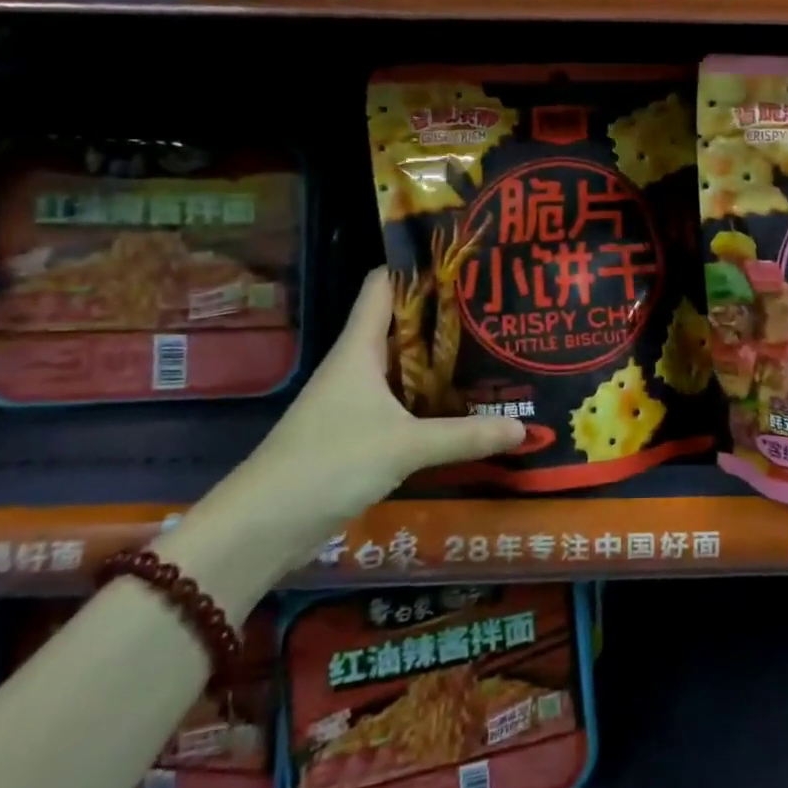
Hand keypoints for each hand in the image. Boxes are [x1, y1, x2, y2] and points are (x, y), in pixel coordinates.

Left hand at [232, 271, 523, 554]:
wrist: (264, 526)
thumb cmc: (329, 463)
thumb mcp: (405, 445)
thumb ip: (466, 436)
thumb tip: (524, 427)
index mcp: (359, 349)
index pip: (383, 285)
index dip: (418, 266)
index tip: (463, 260)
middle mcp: (358, 366)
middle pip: (403, 324)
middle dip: (445, 315)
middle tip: (497, 307)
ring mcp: (356, 400)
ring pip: (406, 366)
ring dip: (442, 359)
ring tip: (494, 349)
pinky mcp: (359, 433)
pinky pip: (404, 402)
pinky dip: (432, 398)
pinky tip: (466, 404)